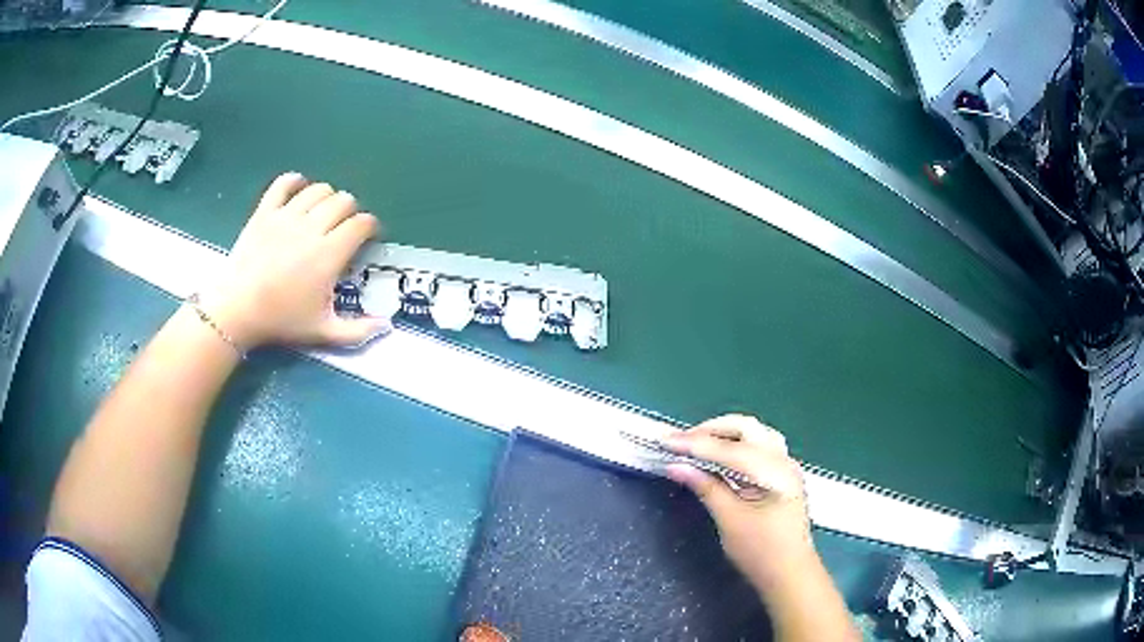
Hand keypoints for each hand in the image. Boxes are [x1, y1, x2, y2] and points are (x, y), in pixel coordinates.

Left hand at [199, 173, 390, 349]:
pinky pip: (283, 184)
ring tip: (324, 212)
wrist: (238, 310)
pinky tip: (299, 189)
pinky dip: (294, 181)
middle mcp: (311, 228)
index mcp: (329, 254)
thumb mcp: (324, 332)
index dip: (371, 226)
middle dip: (351, 211)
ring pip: (318, 190)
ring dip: (327, 197)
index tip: (369, 236)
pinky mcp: (265, 212)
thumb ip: (358, 331)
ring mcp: (286, 216)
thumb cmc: (282, 321)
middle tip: (345, 227)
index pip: (361, 224)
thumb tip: (387, 325)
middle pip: (343, 201)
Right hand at [665, 415, 814, 591]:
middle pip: (747, 428)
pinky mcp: (782, 475)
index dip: (695, 443)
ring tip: (697, 443)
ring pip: (755, 433)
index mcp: (774, 472)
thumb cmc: (761, 552)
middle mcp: (783, 461)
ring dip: (725, 433)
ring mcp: (786, 466)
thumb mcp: (730, 520)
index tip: (666, 442)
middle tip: (681, 441)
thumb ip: (706, 488)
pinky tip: (719, 454)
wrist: (790, 574)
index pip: (729, 449)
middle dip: (712, 430)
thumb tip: (676, 466)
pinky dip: (736, 444)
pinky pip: (759, 446)